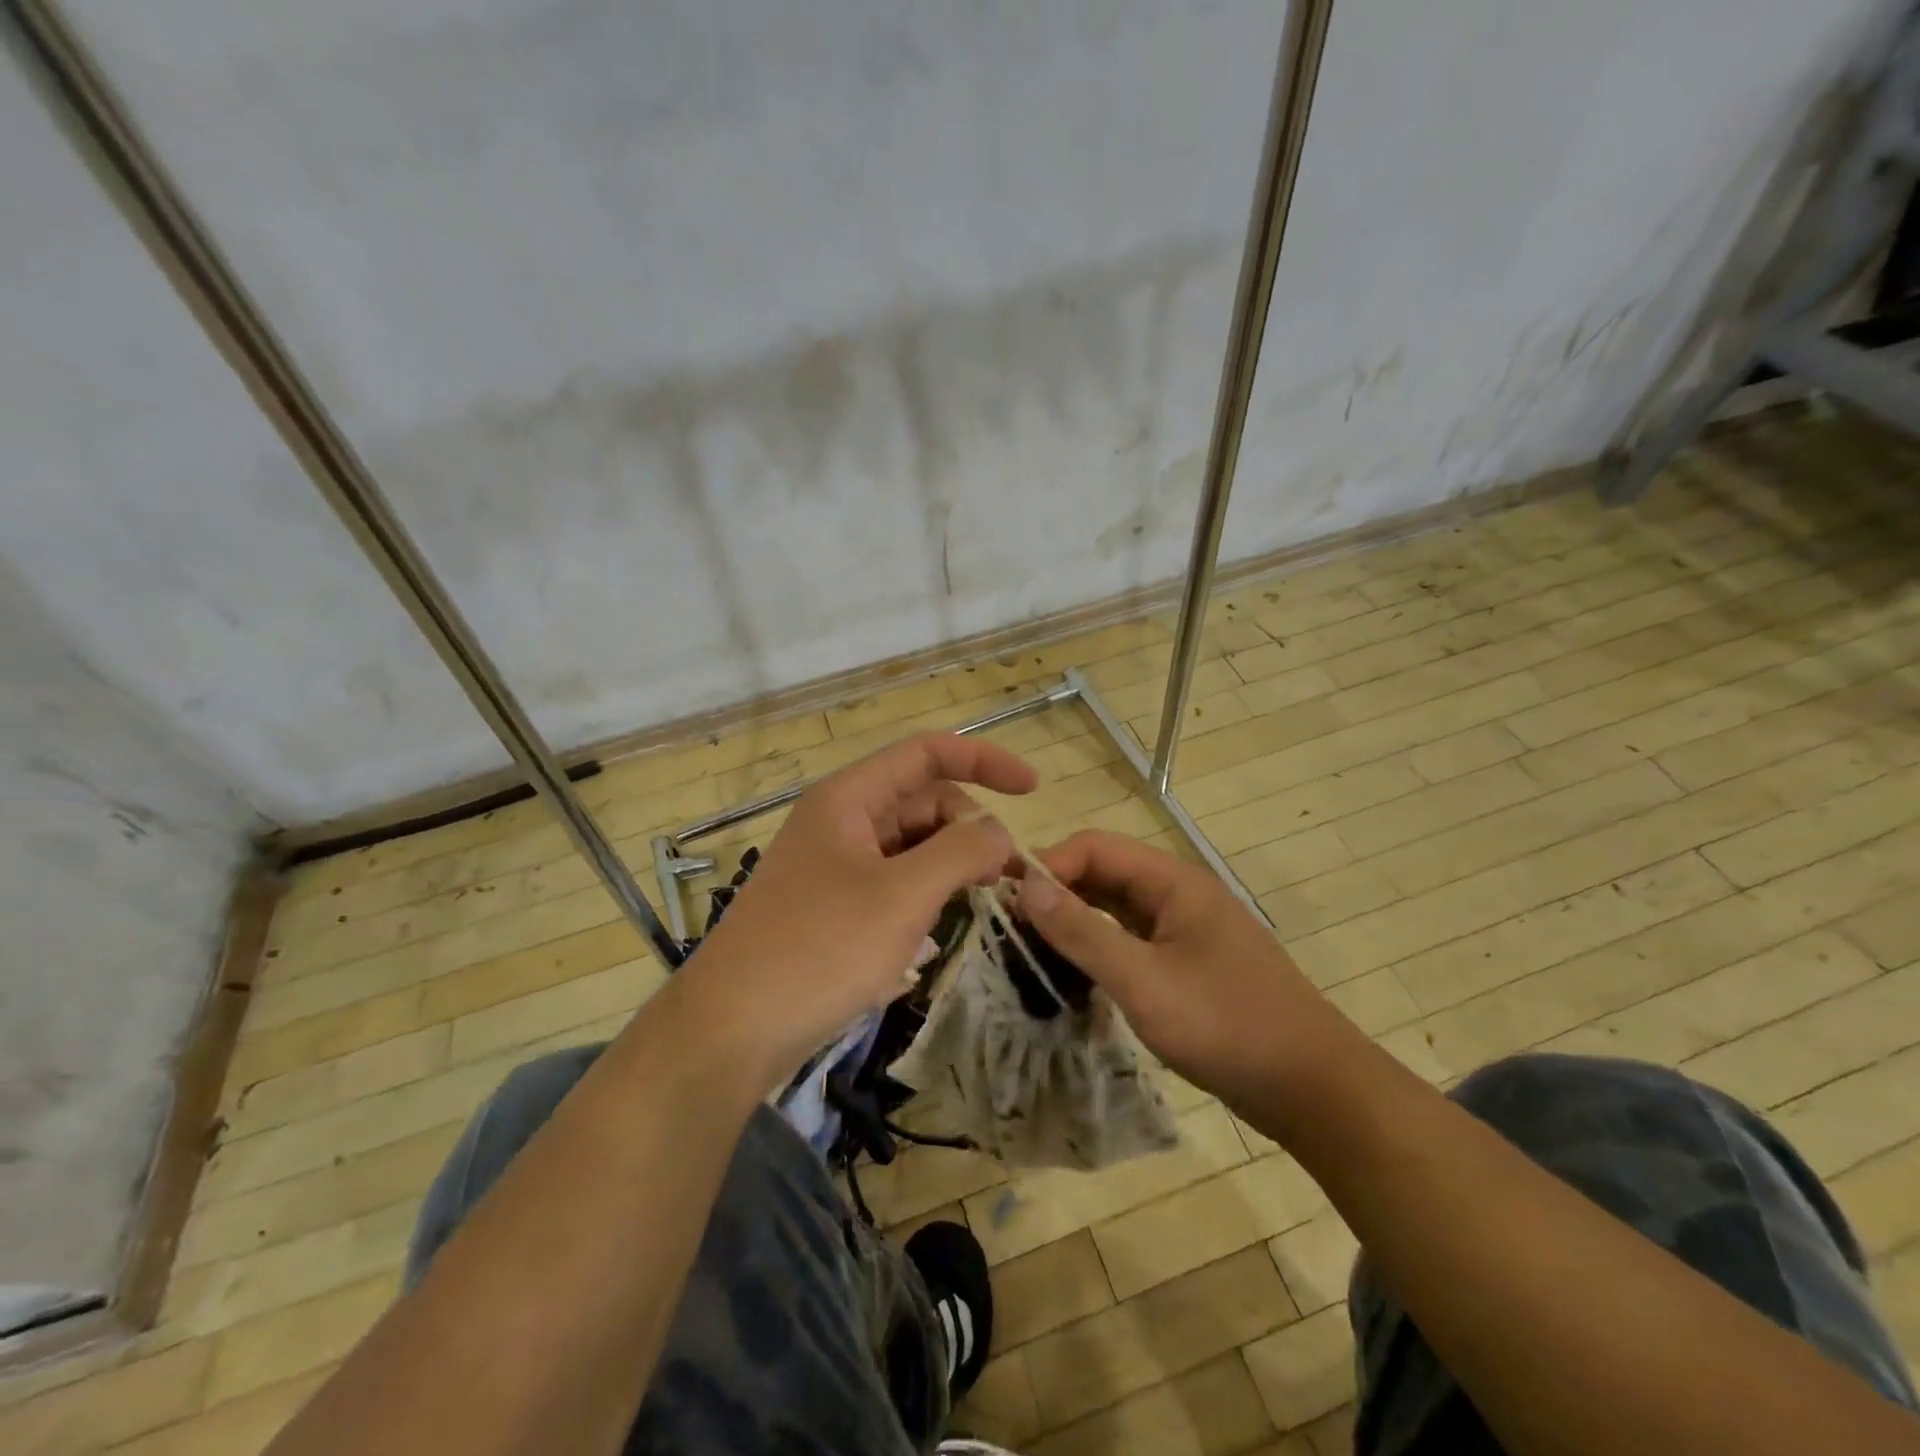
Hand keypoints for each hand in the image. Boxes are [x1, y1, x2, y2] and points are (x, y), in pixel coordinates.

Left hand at [671, 732, 1036, 1090]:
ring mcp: (833, 863)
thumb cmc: (819, 949)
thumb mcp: (902, 896)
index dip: (983, 760)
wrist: (730, 1030)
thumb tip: (997, 831)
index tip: (1033, 789)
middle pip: (921, 800)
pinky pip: (891, 879)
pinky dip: (924, 891)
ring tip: (983, 899)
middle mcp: (840, 820)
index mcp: (849, 798)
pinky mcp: (831, 905)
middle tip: (1007, 875)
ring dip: (950, 861)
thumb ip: (960, 851)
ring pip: (909, 843)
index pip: (926, 754)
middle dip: (970, 825)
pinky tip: (939, 925)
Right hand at [1016, 830, 1366, 1124]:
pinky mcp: (1189, 963)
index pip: (1095, 847)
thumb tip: (1025, 885)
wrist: (1314, 1089)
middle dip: (1058, 892)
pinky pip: (1133, 939)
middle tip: (1010, 926)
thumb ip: (1083, 931)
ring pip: (1117, 908)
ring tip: (1031, 948)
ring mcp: (1187, 930)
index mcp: (1173, 881)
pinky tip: (1075, 972)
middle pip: (1105, 873)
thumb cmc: (1227, 1026)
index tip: (1007, 900)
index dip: (1049, 865)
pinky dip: (1100, 947)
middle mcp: (1179, 894)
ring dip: (1076, 920)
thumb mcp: (1144, 981)